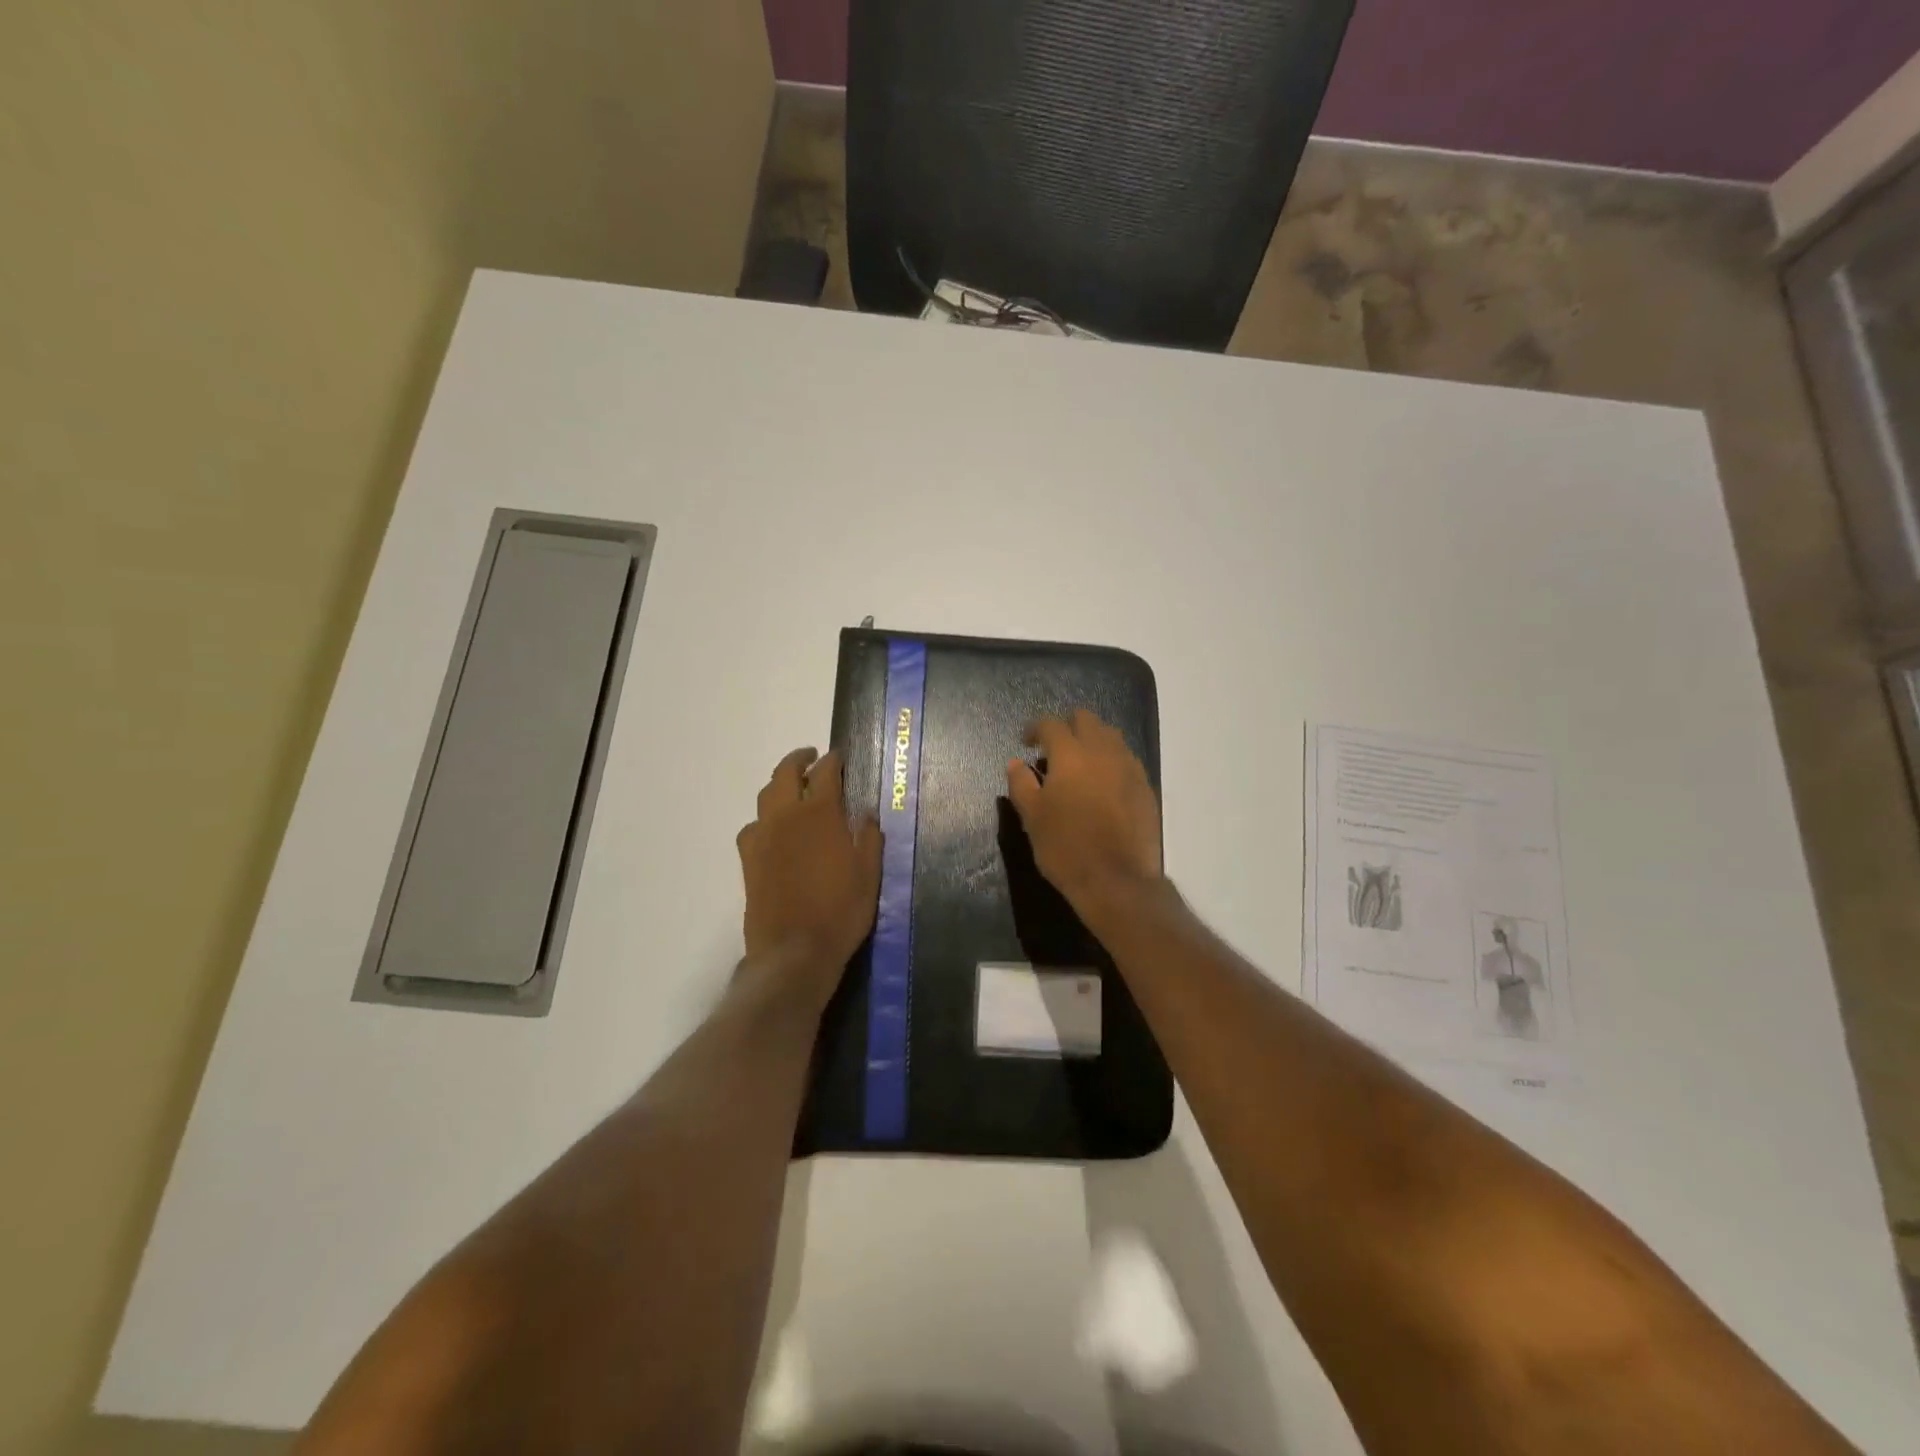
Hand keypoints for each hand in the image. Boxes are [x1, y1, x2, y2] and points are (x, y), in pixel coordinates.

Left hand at [737, 748, 882, 1005]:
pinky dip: (765, 817)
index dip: (833, 761)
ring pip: (765, 795)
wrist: (793, 951)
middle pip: (785, 773)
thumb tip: (866, 813)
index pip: (825, 772)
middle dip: (799, 759)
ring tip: (793, 788)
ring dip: (780, 784)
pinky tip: (774, 829)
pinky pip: (753, 825)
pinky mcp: (748, 859)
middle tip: (812, 758)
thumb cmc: (840, 911)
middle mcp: (786, 816)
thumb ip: (869, 837)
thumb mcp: (869, 874)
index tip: (839, 757)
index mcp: (820, 814)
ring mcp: (762, 836)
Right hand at [1005, 710, 1162, 915]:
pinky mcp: (1145, 787)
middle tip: (1054, 747)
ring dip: (1092, 740)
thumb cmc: (1065, 847)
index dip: (1035, 728)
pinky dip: (1111, 762)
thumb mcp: (1032, 817)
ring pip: (1111, 736)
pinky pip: (1126, 760)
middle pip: (1086, 719)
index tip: (1026, 741)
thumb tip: (1016, 763)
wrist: (1117, 880)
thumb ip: (1021, 784)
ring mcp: (1129, 767)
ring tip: (1080, 763)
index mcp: (1070, 754)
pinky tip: (1103, 784)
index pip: (1051, 724)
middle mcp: (1103, 751)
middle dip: (1068, 726)